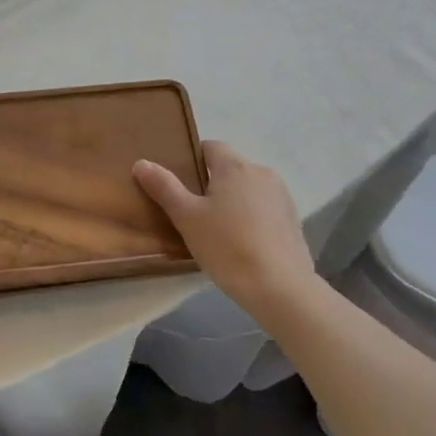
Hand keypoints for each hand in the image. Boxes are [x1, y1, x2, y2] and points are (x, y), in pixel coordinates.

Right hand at [134, 141, 317, 325]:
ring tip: (218, 232)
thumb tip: (142, 163)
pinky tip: (243, 245)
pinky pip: (265, 209)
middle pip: (229, 168)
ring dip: (234, 201)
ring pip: (248, 189)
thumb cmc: (228, 247)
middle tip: (194, 213)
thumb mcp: (187, 218)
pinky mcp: (293, 219)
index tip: (181, 185)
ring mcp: (281, 196)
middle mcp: (261, 172)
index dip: (192, 161)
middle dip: (212, 184)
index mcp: (234, 165)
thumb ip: (164, 187)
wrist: (281, 288)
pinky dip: (252, 218)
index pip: (210, 147)